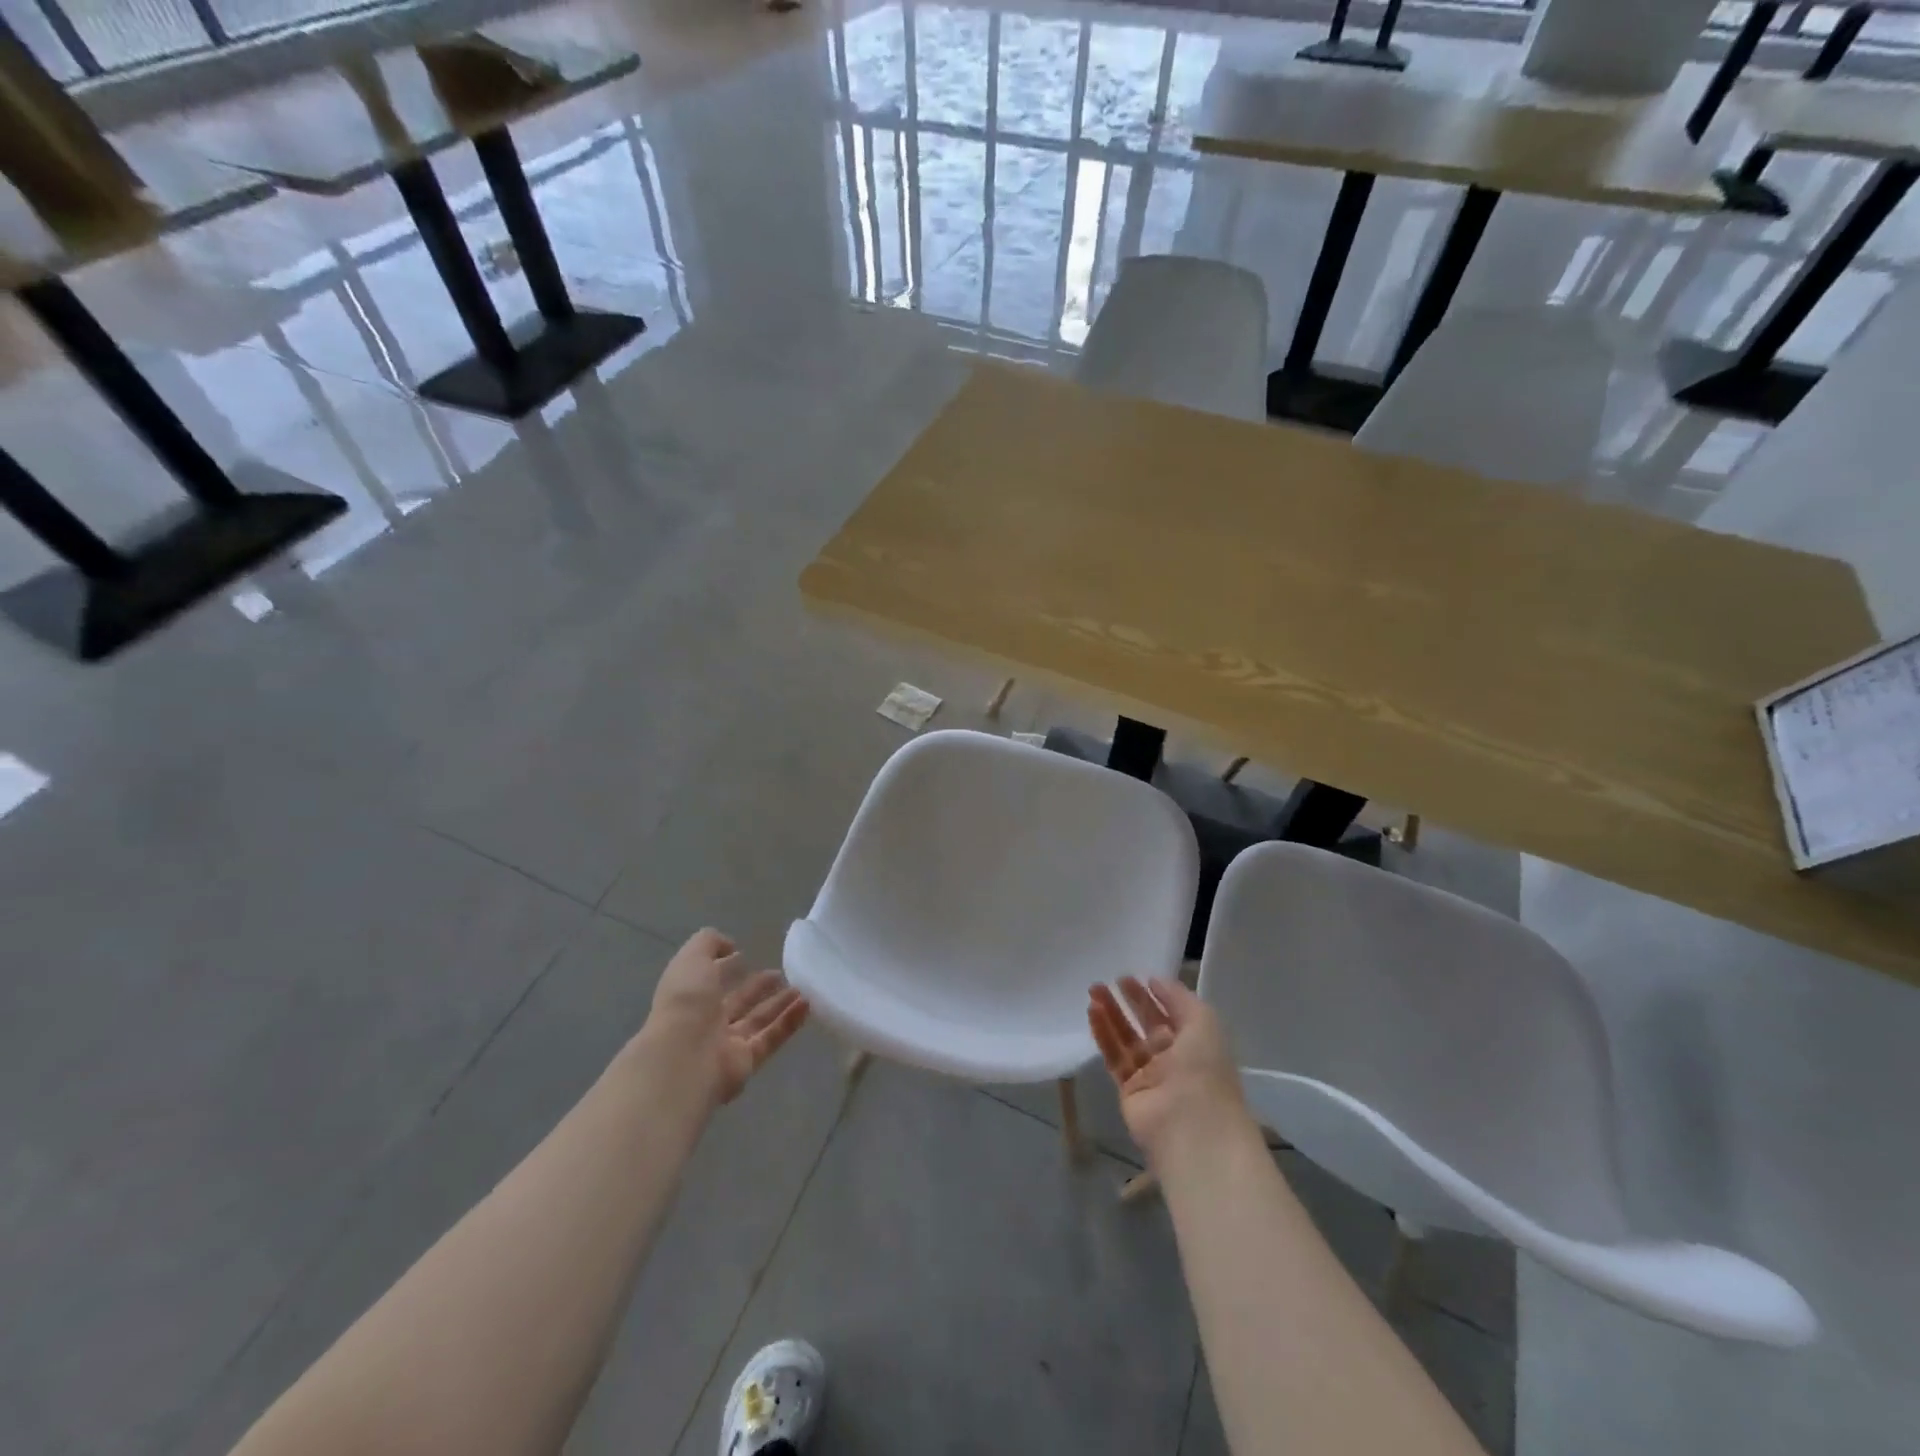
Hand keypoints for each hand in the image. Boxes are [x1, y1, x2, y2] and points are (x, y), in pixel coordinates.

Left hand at [643, 929, 809, 1106]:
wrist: (684, 1058)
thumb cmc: (686, 1003)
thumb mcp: (692, 958)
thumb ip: (709, 943)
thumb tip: (730, 946)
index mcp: (689, 996)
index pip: (709, 979)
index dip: (725, 966)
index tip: (746, 954)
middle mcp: (705, 1021)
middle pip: (736, 1002)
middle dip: (757, 987)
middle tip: (781, 973)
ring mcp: (725, 1044)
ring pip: (757, 1020)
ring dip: (779, 1004)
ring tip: (802, 988)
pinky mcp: (745, 1062)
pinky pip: (771, 1038)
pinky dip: (789, 1022)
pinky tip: (807, 1005)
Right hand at [1087, 977, 1248, 1162]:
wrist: (1192, 1126)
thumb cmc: (1204, 1069)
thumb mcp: (1203, 1021)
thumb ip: (1178, 997)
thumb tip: (1154, 980)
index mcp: (1195, 1042)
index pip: (1169, 1013)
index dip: (1151, 994)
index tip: (1130, 977)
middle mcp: (1173, 1057)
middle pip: (1145, 1023)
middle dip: (1127, 1001)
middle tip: (1106, 981)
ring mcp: (1150, 1074)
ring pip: (1126, 1038)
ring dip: (1110, 1014)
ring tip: (1093, 991)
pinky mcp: (1129, 1089)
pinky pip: (1113, 1056)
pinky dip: (1103, 1034)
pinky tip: (1092, 1013)